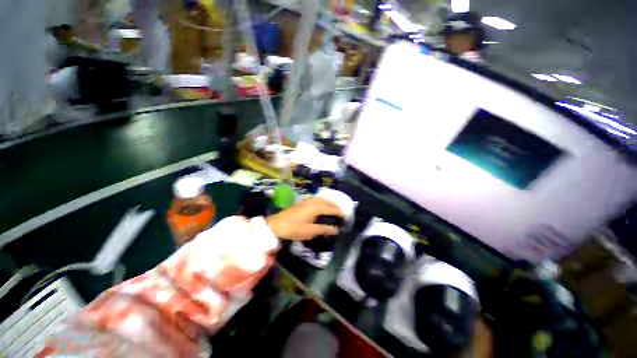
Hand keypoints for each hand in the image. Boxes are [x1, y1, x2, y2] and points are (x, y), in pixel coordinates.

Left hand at [266, 197, 343, 240]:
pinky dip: (322, 202)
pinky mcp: (302, 202)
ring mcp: (307, 201)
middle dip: (335, 206)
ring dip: (329, 202)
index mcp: (315, 208)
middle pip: (327, 201)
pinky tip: (321, 207)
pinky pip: (316, 199)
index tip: (346, 216)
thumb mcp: (310, 231)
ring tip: (333, 209)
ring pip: (321, 199)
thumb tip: (336, 229)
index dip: (339, 212)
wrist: (276, 224)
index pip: (331, 208)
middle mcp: (312, 202)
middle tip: (341, 212)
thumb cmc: (294, 228)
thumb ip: (324, 229)